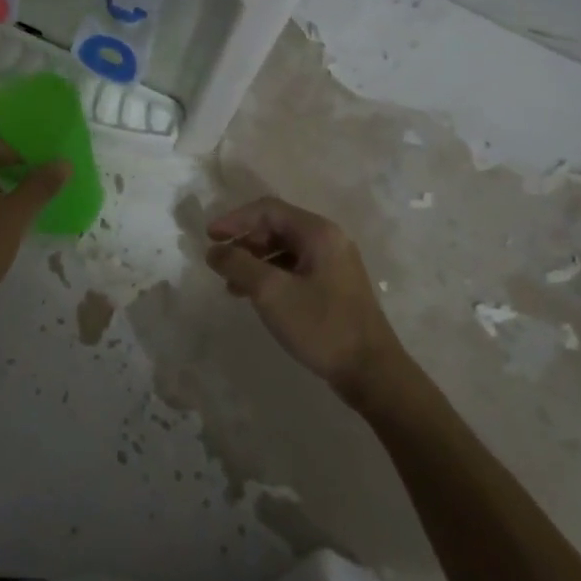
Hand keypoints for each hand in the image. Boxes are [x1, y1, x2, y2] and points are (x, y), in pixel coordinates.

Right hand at [205, 196, 404, 397]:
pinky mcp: (334, 286)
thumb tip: (214, 251)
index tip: (209, 237)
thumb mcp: (271, 293)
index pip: (268, 209)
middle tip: (220, 262)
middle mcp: (329, 240)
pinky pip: (295, 268)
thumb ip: (238, 265)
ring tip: (232, 285)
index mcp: (318, 233)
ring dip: (255, 261)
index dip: (235, 219)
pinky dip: (271, 276)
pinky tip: (255, 296)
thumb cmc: (320, 325)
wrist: (371, 371)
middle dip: (244, 241)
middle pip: (277, 226)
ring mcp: (334, 263)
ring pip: (285, 249)